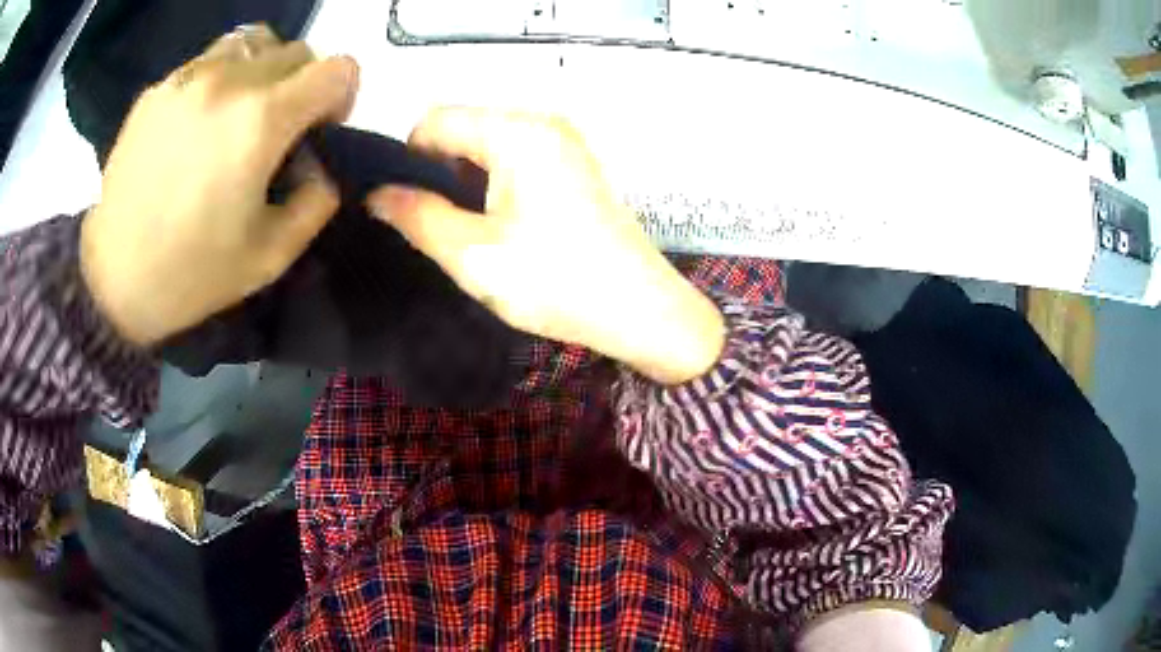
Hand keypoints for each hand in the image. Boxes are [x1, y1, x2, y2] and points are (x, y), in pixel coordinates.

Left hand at [81, 25, 359, 346]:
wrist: (112, 281)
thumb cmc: (191, 274)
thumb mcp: (271, 256)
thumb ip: (316, 201)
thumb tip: (320, 165)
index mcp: (260, 120)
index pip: (337, 69)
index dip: (341, 96)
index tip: (319, 128)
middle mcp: (227, 82)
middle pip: (296, 51)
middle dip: (301, 85)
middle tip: (277, 129)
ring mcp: (187, 79)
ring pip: (251, 44)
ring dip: (260, 72)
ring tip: (237, 115)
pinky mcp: (157, 90)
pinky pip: (206, 63)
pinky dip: (217, 82)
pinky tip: (195, 127)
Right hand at [368, 108, 723, 383]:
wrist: (640, 310)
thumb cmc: (556, 281)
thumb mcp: (473, 254)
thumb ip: (415, 216)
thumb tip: (375, 193)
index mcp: (516, 131)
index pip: (434, 120)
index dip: (407, 159)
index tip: (407, 207)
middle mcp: (542, 122)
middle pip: (462, 128)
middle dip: (437, 172)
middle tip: (438, 228)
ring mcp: (564, 141)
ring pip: (487, 145)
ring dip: (466, 182)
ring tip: (470, 232)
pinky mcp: (575, 163)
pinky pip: (516, 158)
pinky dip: (494, 184)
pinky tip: (501, 225)